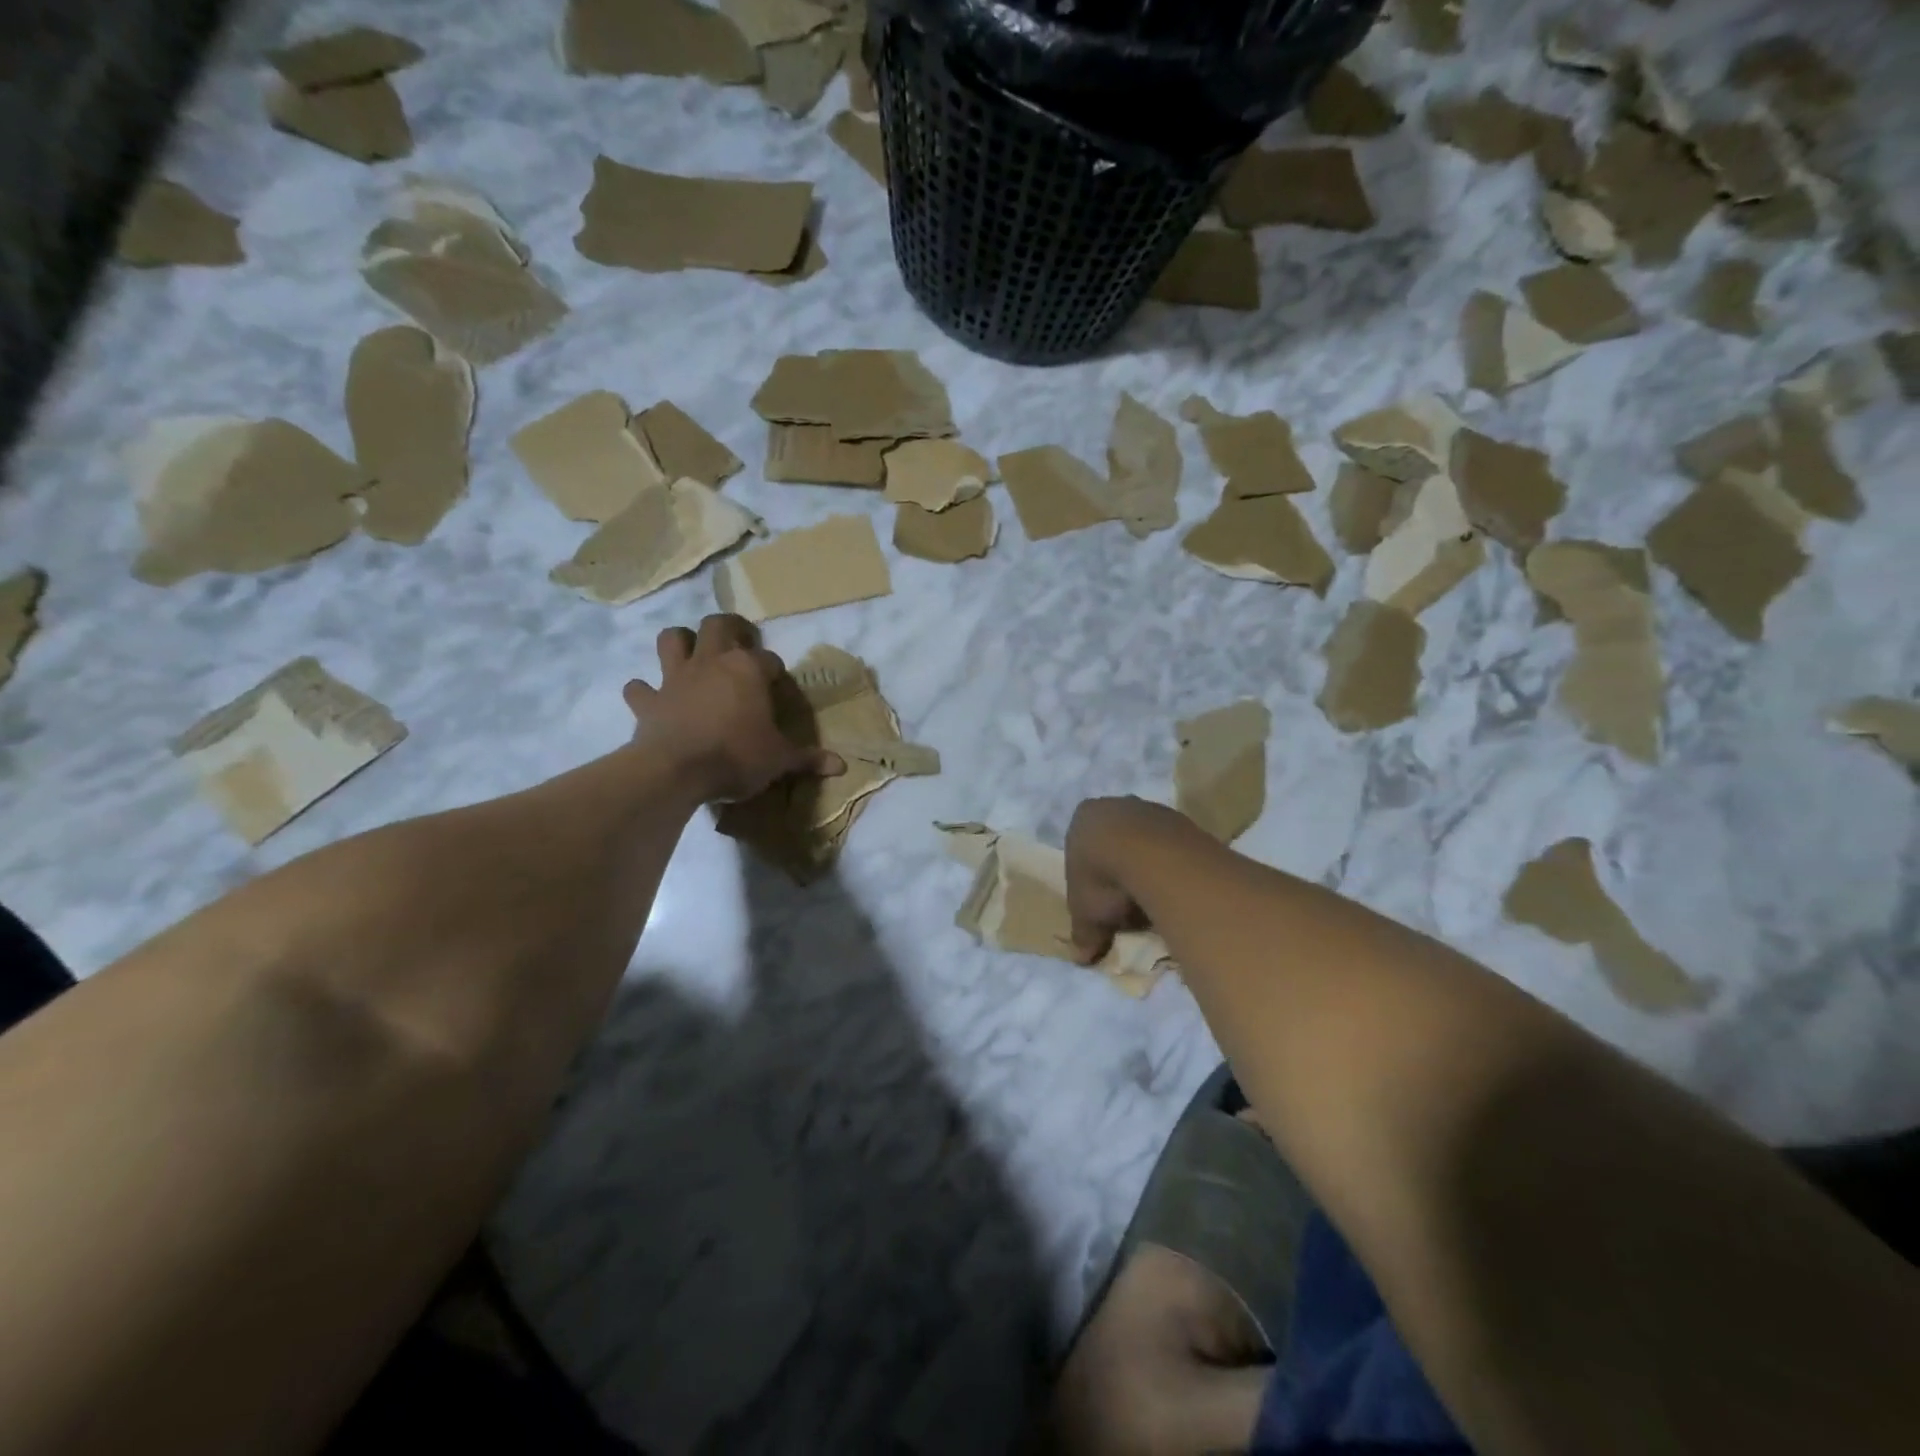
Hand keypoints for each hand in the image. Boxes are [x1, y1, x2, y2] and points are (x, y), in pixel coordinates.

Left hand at [623, 615, 842, 802]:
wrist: (677, 771)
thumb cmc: (737, 757)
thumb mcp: (780, 760)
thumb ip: (808, 759)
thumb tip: (841, 766)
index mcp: (748, 670)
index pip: (769, 660)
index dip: (774, 672)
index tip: (777, 688)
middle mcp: (711, 662)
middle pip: (718, 625)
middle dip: (730, 628)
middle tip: (739, 641)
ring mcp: (675, 678)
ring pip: (672, 639)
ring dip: (681, 642)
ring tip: (692, 654)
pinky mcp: (648, 701)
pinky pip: (639, 688)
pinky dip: (644, 691)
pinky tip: (651, 698)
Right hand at [1063, 797, 1164, 963]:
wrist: (1154, 857)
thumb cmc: (1104, 878)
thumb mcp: (1086, 915)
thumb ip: (1083, 934)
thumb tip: (1081, 958)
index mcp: (1084, 819)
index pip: (1081, 845)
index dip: (1088, 873)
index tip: (1098, 898)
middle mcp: (1116, 805)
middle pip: (1115, 840)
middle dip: (1120, 867)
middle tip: (1125, 900)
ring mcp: (1152, 809)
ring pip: (1146, 841)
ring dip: (1148, 866)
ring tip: (1152, 899)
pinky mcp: (1183, 819)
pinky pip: (1173, 847)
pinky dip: (1172, 866)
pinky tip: (1174, 889)